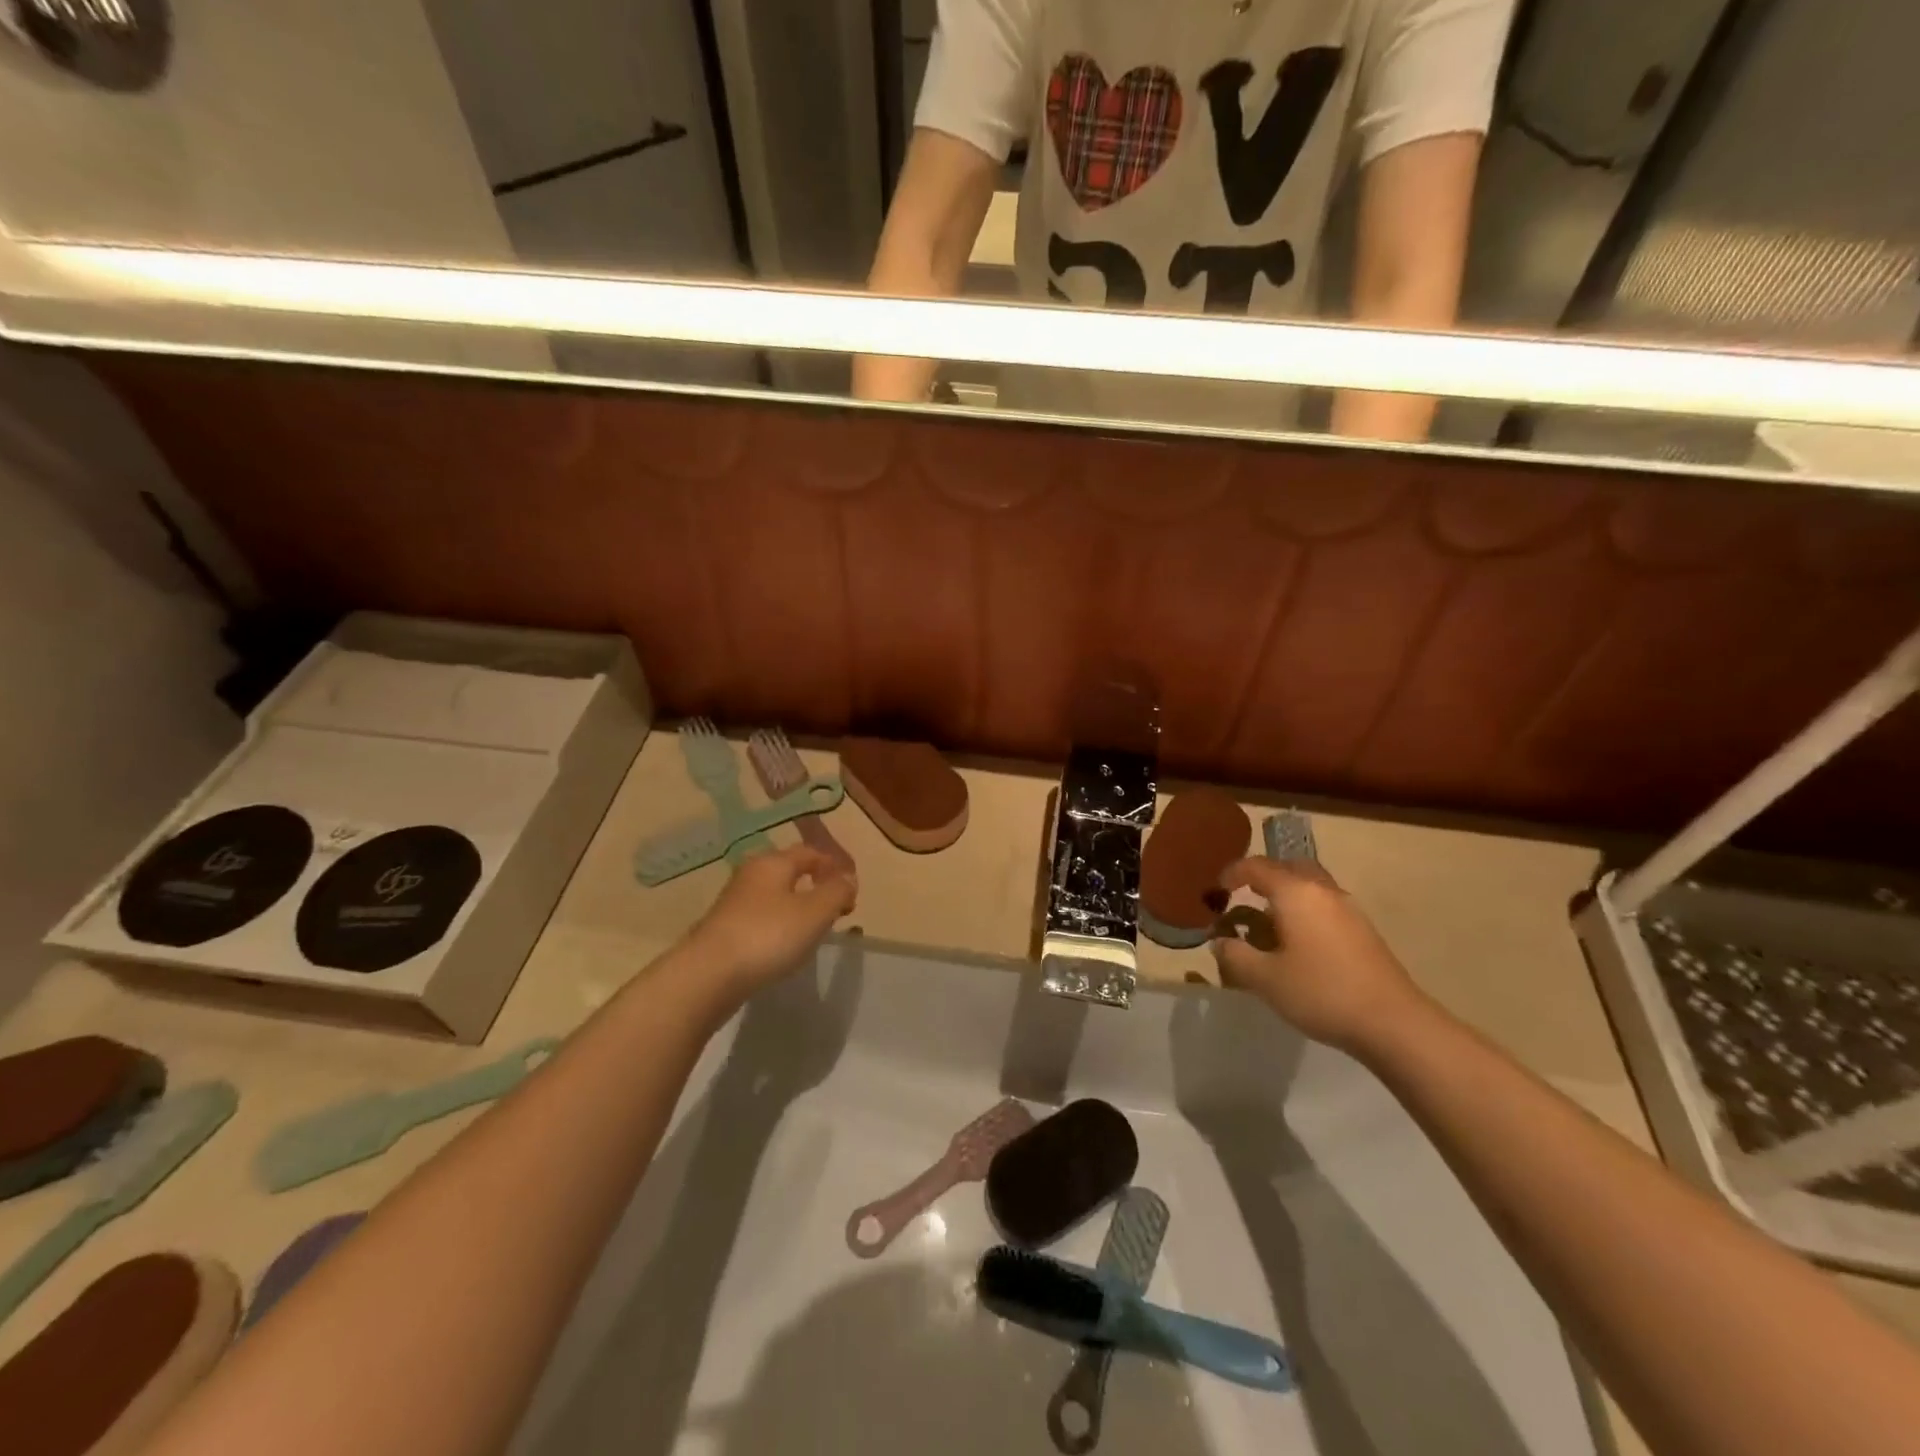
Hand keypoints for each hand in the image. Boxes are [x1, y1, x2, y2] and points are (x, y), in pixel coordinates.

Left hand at [684, 845, 856, 1000]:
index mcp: (773, 862)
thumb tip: (848, 878)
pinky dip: (780, 924)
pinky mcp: (724, 929)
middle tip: (836, 910)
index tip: (852, 892)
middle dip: (816, 885)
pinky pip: (761, 917)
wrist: (707, 976)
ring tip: (814, 930)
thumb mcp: (815, 912)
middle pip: (790, 871)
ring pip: (775, 895)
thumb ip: (837, 891)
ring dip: (798, 906)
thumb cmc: (768, 935)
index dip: (835, 867)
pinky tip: (785, 946)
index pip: (811, 852)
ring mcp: (733, 902)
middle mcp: (751, 874)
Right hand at [1209, 856, 1426, 1054]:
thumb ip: (1235, 955)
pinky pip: (1324, 906)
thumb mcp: (1264, 978)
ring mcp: (1348, 909)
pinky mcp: (1363, 930)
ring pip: (1310, 886)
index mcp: (1295, 892)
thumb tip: (1220, 942)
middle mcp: (1322, 891)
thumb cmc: (1321, 992)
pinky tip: (1298, 944)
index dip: (1232, 874)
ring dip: (1286, 896)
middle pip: (1288, 867)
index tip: (1217, 890)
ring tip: (1268, 924)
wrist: (1393, 1023)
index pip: (1256, 867)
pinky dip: (1304, 912)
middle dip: (1263, 877)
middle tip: (1245, 898)